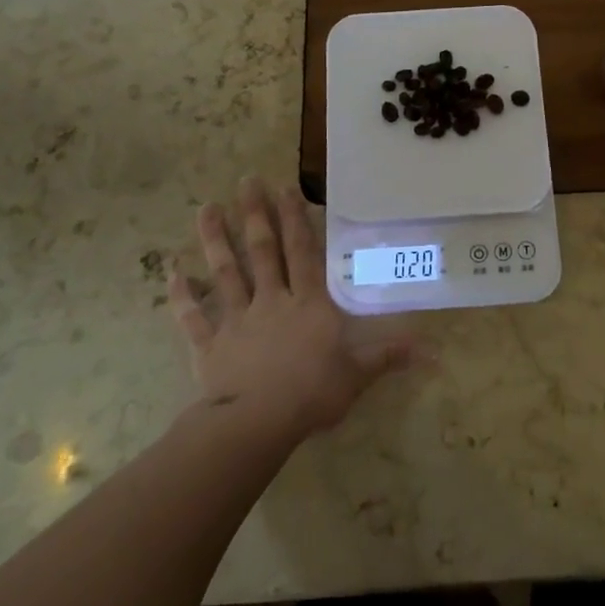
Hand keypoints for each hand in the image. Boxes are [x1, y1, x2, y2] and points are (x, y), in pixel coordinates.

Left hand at [169, 178, 417, 442]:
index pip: (302, 252)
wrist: (257, 424)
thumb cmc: (312, 394)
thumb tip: (433, 351)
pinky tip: (171, 272)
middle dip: (255, 214)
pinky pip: (193, 317)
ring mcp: (237, 319)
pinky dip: (182, 295)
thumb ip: (389, 356)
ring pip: (226, 272)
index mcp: (308, 303)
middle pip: (262, 250)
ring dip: (215, 240)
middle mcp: (271, 301)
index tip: (284, 187)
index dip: (295, 219)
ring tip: (205, 208)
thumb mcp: (358, 375)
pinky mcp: (210, 344)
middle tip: (246, 181)